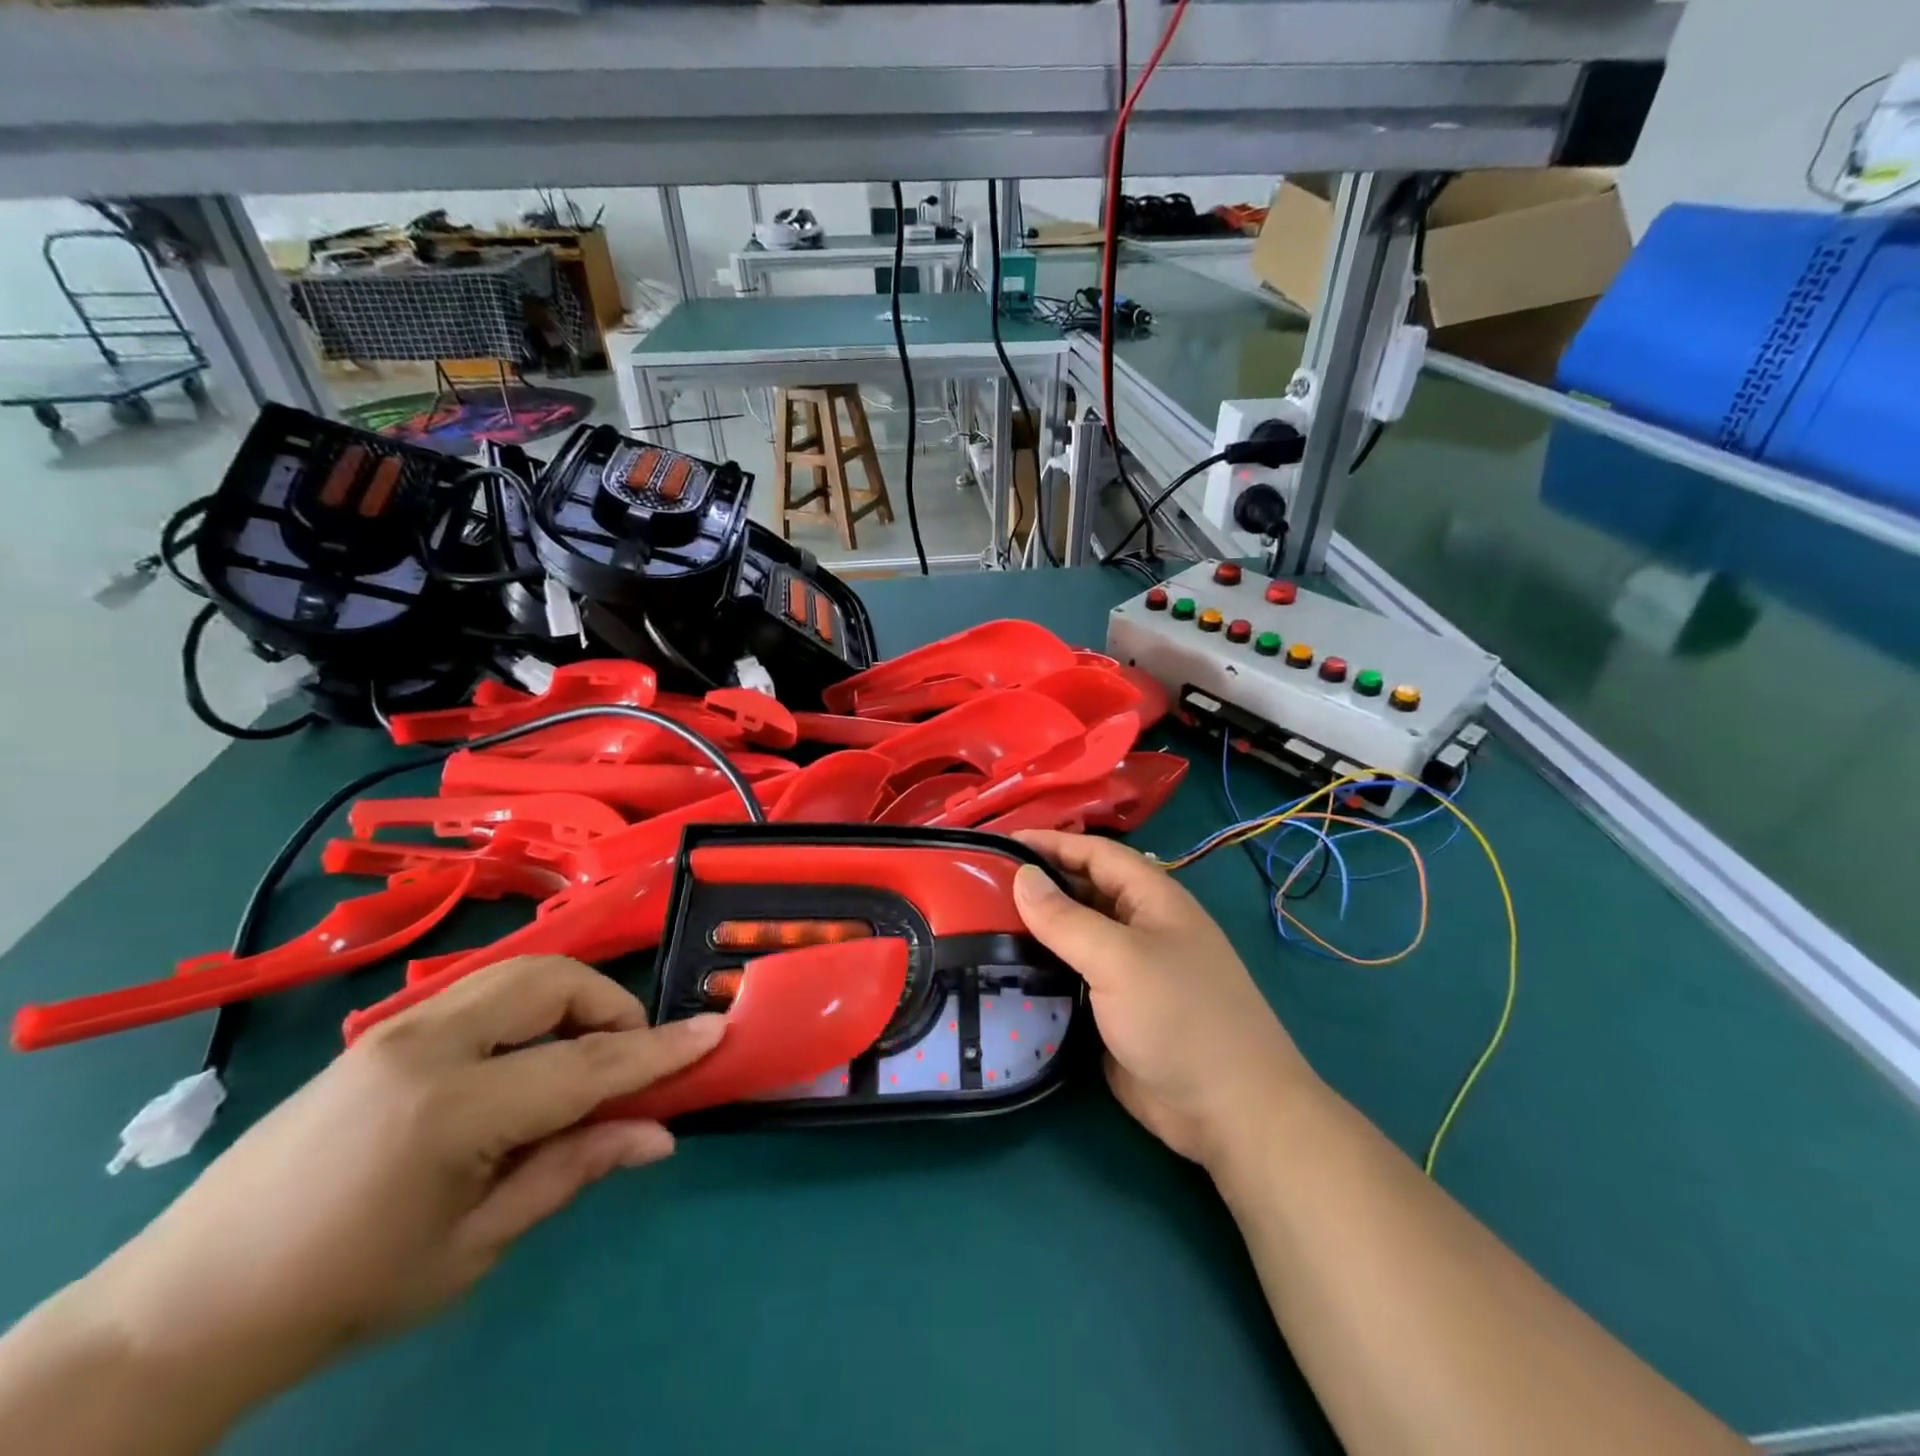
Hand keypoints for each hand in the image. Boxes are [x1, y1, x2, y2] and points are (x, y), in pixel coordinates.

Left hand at [88, 956, 722, 1405]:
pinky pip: (484, 990)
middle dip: (611, 1007)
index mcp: (449, 1110)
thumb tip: (659, 1135)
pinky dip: (531, 1005)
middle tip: (629, 1061)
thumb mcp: (472, 1248)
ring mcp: (397, 1027)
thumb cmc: (340, 1294)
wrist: (184, 1309)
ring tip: (581, 1058)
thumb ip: (572, 1171)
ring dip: (573, 999)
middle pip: (554, 982)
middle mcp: (426, 1044)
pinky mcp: (383, 1030)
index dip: (659, 1049)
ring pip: (521, 970)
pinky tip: (527, 1059)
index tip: (714, 1030)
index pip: (586, 1064)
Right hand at [1012, 831, 1314, 1167]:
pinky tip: (1003, 971)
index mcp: (1152, 899)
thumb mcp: (1119, 959)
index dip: (1049, 842)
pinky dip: (1040, 969)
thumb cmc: (1180, 1018)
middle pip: (1082, 891)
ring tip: (979, 923)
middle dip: (1037, 884)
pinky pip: (1070, 977)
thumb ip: (1066, 918)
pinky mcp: (1113, 1010)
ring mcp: (1127, 971)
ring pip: (1073, 936)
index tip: (997, 842)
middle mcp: (1139, 927)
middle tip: (977, 886)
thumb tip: (1022, 876)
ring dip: (1034, 929)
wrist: (1229, 1112)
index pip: (1094, 853)